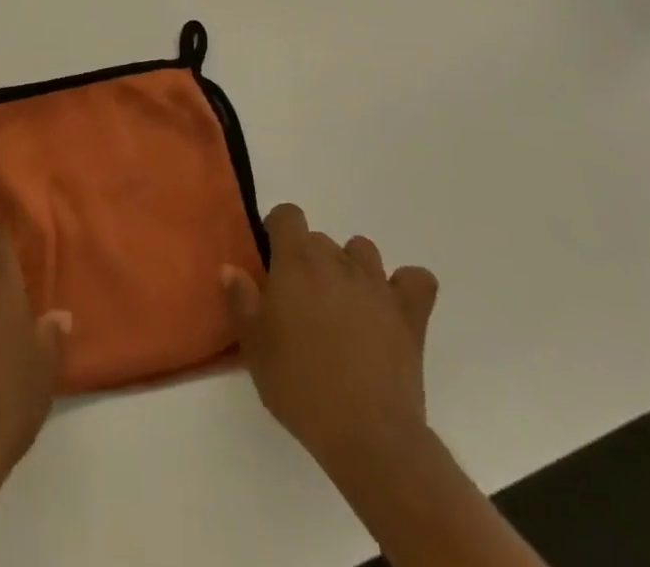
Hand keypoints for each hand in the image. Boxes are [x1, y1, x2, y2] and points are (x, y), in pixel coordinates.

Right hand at [223, 202, 438, 479]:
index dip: (278, 230)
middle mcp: (337, 261)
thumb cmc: (300, 386)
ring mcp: (377, 285)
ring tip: (344, 304)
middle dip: (309, 259)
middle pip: (321, 238)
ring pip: (362, 251)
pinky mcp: (410, 314)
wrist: (366, 434)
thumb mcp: (254, 347)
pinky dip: (406, 286)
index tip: (271, 261)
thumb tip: (232, 268)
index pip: (288, 215)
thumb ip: (240, 300)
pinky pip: (417, 280)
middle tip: (302, 300)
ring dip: (351, 267)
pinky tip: (394, 307)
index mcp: (296, 262)